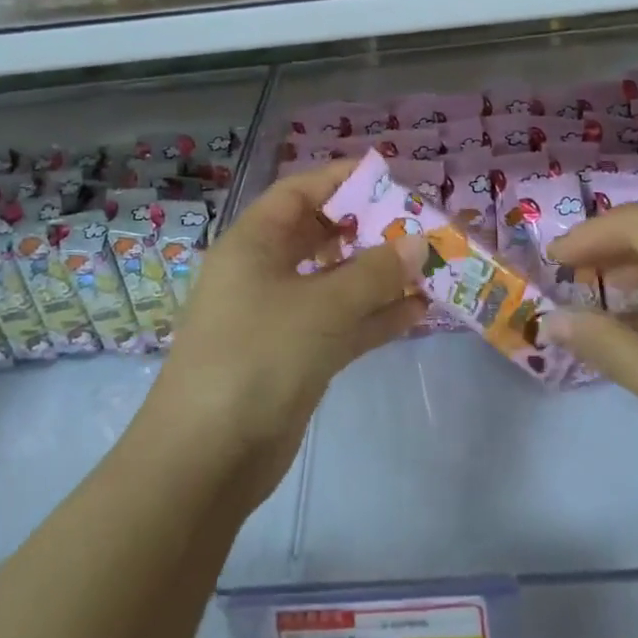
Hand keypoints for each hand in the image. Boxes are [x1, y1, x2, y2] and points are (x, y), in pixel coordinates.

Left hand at [145, 160, 424, 503]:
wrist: (207, 459)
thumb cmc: (257, 357)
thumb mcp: (320, 307)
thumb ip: (374, 272)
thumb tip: (418, 240)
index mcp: (254, 243)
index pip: (299, 192)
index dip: (341, 179)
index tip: (390, 177)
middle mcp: (265, 272)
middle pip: (322, 235)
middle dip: (370, 230)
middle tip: (420, 226)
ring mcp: (281, 316)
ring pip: (337, 282)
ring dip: (380, 276)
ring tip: (431, 267)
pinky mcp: (297, 356)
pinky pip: (343, 323)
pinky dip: (376, 316)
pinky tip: (419, 312)